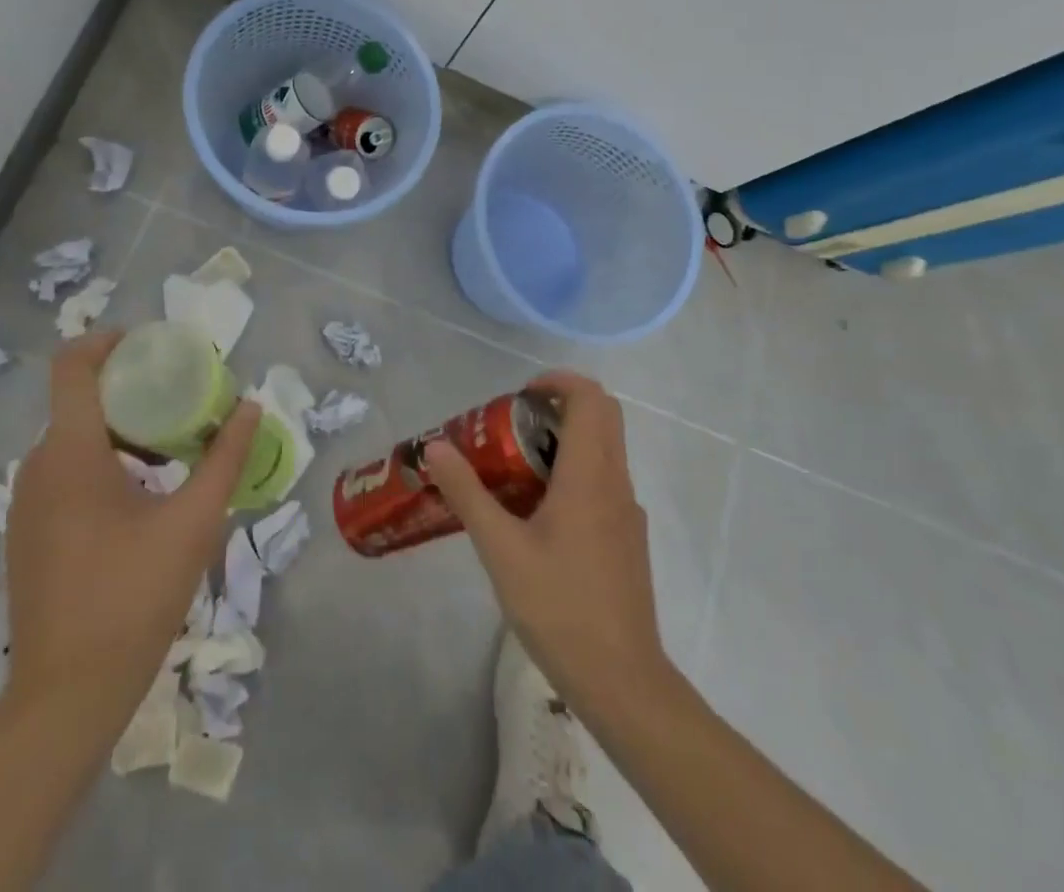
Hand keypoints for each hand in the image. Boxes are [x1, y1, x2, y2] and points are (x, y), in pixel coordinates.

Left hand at [3, 331, 260, 711]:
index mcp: (70, 453)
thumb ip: (225, 457)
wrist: (67, 697)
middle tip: (181, 395)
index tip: (151, 344)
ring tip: (172, 444)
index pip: (71, 365)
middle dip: (130, 388)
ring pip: (72, 438)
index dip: (106, 341)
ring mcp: (26, 504)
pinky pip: (63, 472)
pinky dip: (102, 460)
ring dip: (120, 427)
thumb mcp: (194, 521)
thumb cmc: (133, 596)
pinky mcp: (28, 534)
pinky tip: (143, 493)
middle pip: (78, 399)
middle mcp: (37, 467)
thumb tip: (250, 404)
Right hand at [423, 372, 665, 713]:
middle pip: (602, 416)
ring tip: (516, 469)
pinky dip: (574, 472)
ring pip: (604, 449)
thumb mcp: (501, 549)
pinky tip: (539, 514)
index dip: (558, 382)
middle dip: (559, 406)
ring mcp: (627, 511)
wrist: (622, 681)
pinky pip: (604, 481)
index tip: (520, 395)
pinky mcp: (628, 538)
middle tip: (514, 425)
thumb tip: (435, 448)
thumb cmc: (560, 607)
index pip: (590, 398)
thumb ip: (467, 493)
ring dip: (565, 440)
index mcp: (590, 474)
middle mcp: (616, 482)